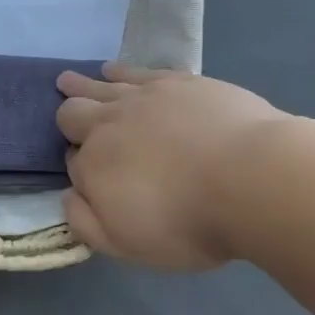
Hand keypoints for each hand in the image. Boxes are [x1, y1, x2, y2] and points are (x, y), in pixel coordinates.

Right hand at [56, 65, 288, 269]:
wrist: (251, 179)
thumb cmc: (187, 222)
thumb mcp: (126, 244)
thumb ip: (86, 222)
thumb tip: (68, 196)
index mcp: (93, 165)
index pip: (73, 161)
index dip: (77, 165)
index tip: (87, 174)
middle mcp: (110, 124)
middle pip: (76, 113)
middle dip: (67, 114)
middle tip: (63, 111)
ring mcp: (146, 97)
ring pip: (103, 86)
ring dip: (84, 85)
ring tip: (69, 80)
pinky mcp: (180, 82)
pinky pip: (140, 71)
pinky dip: (121, 71)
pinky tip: (115, 70)